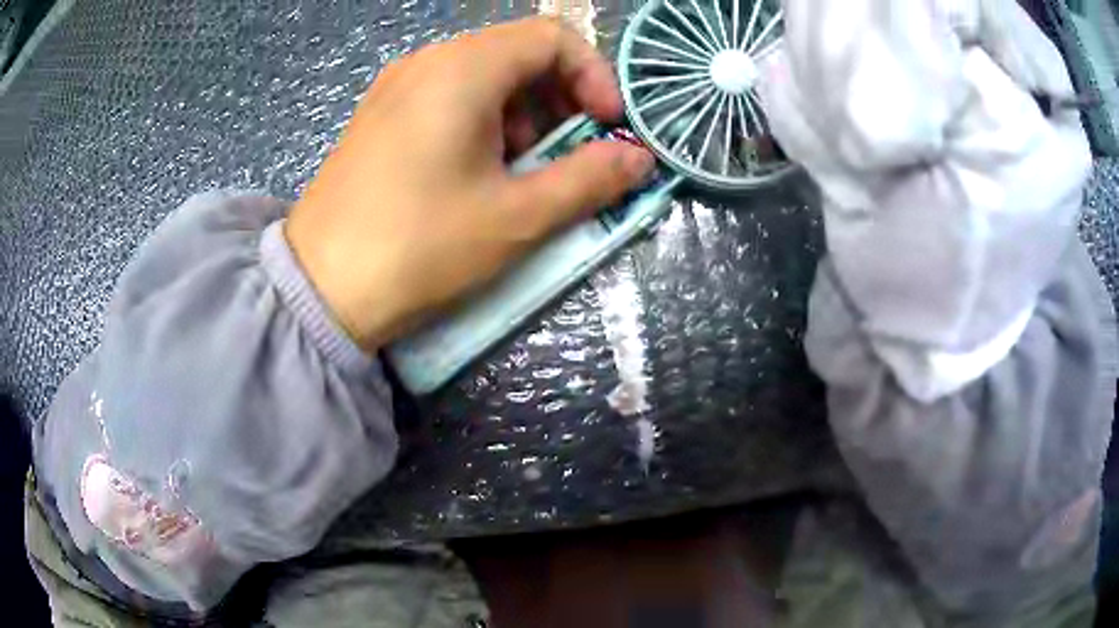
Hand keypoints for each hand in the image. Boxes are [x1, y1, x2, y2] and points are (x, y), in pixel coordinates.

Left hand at [286, 17, 655, 350]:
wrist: (320, 289)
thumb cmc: (419, 248)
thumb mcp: (517, 217)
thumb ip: (590, 179)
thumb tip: (638, 159)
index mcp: (462, 69)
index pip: (552, 37)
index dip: (594, 75)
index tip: (606, 127)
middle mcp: (427, 62)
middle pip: (517, 53)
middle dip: (559, 101)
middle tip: (567, 158)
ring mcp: (397, 87)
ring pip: (484, 76)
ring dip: (522, 116)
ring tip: (519, 174)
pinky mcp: (381, 115)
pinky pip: (448, 96)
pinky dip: (483, 123)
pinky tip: (476, 173)